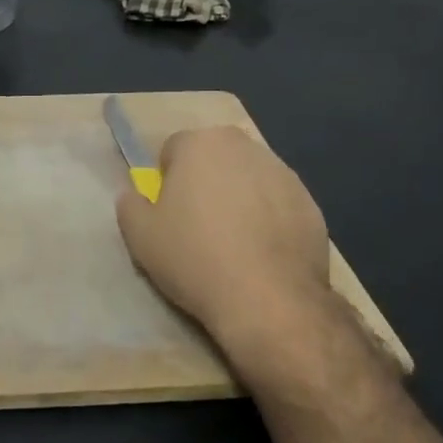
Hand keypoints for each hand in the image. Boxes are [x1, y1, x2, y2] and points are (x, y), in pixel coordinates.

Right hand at [115, 127, 333, 353]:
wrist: (268, 300)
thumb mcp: (138, 235)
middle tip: (197, 225)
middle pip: (215, 159)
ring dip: (238, 199)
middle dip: (205, 182)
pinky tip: (261, 255)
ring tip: (232, 244)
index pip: (173, 149)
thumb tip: (136, 196)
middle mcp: (246, 147)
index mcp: (202, 143)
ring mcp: (285, 174)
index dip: (166, 180)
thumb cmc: (194, 257)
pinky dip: (268, 220)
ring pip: (249, 180)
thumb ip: (130, 204)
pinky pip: (278, 205)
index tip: (168, 213)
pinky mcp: (312, 205)